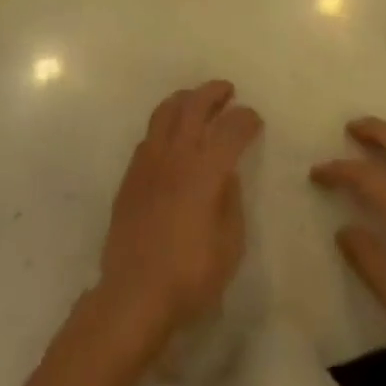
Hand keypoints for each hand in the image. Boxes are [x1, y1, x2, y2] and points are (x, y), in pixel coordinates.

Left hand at [99, 81, 262, 346]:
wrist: (134, 295)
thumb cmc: (190, 275)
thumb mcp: (230, 245)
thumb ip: (231, 201)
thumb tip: (226, 175)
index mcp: (207, 168)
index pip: (231, 128)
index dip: (246, 119)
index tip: (255, 121)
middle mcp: (177, 153)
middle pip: (195, 105)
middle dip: (214, 92)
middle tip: (227, 91)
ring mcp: (150, 161)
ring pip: (166, 111)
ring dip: (185, 99)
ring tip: (196, 100)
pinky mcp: (131, 175)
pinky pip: (149, 135)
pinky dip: (165, 124)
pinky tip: (171, 136)